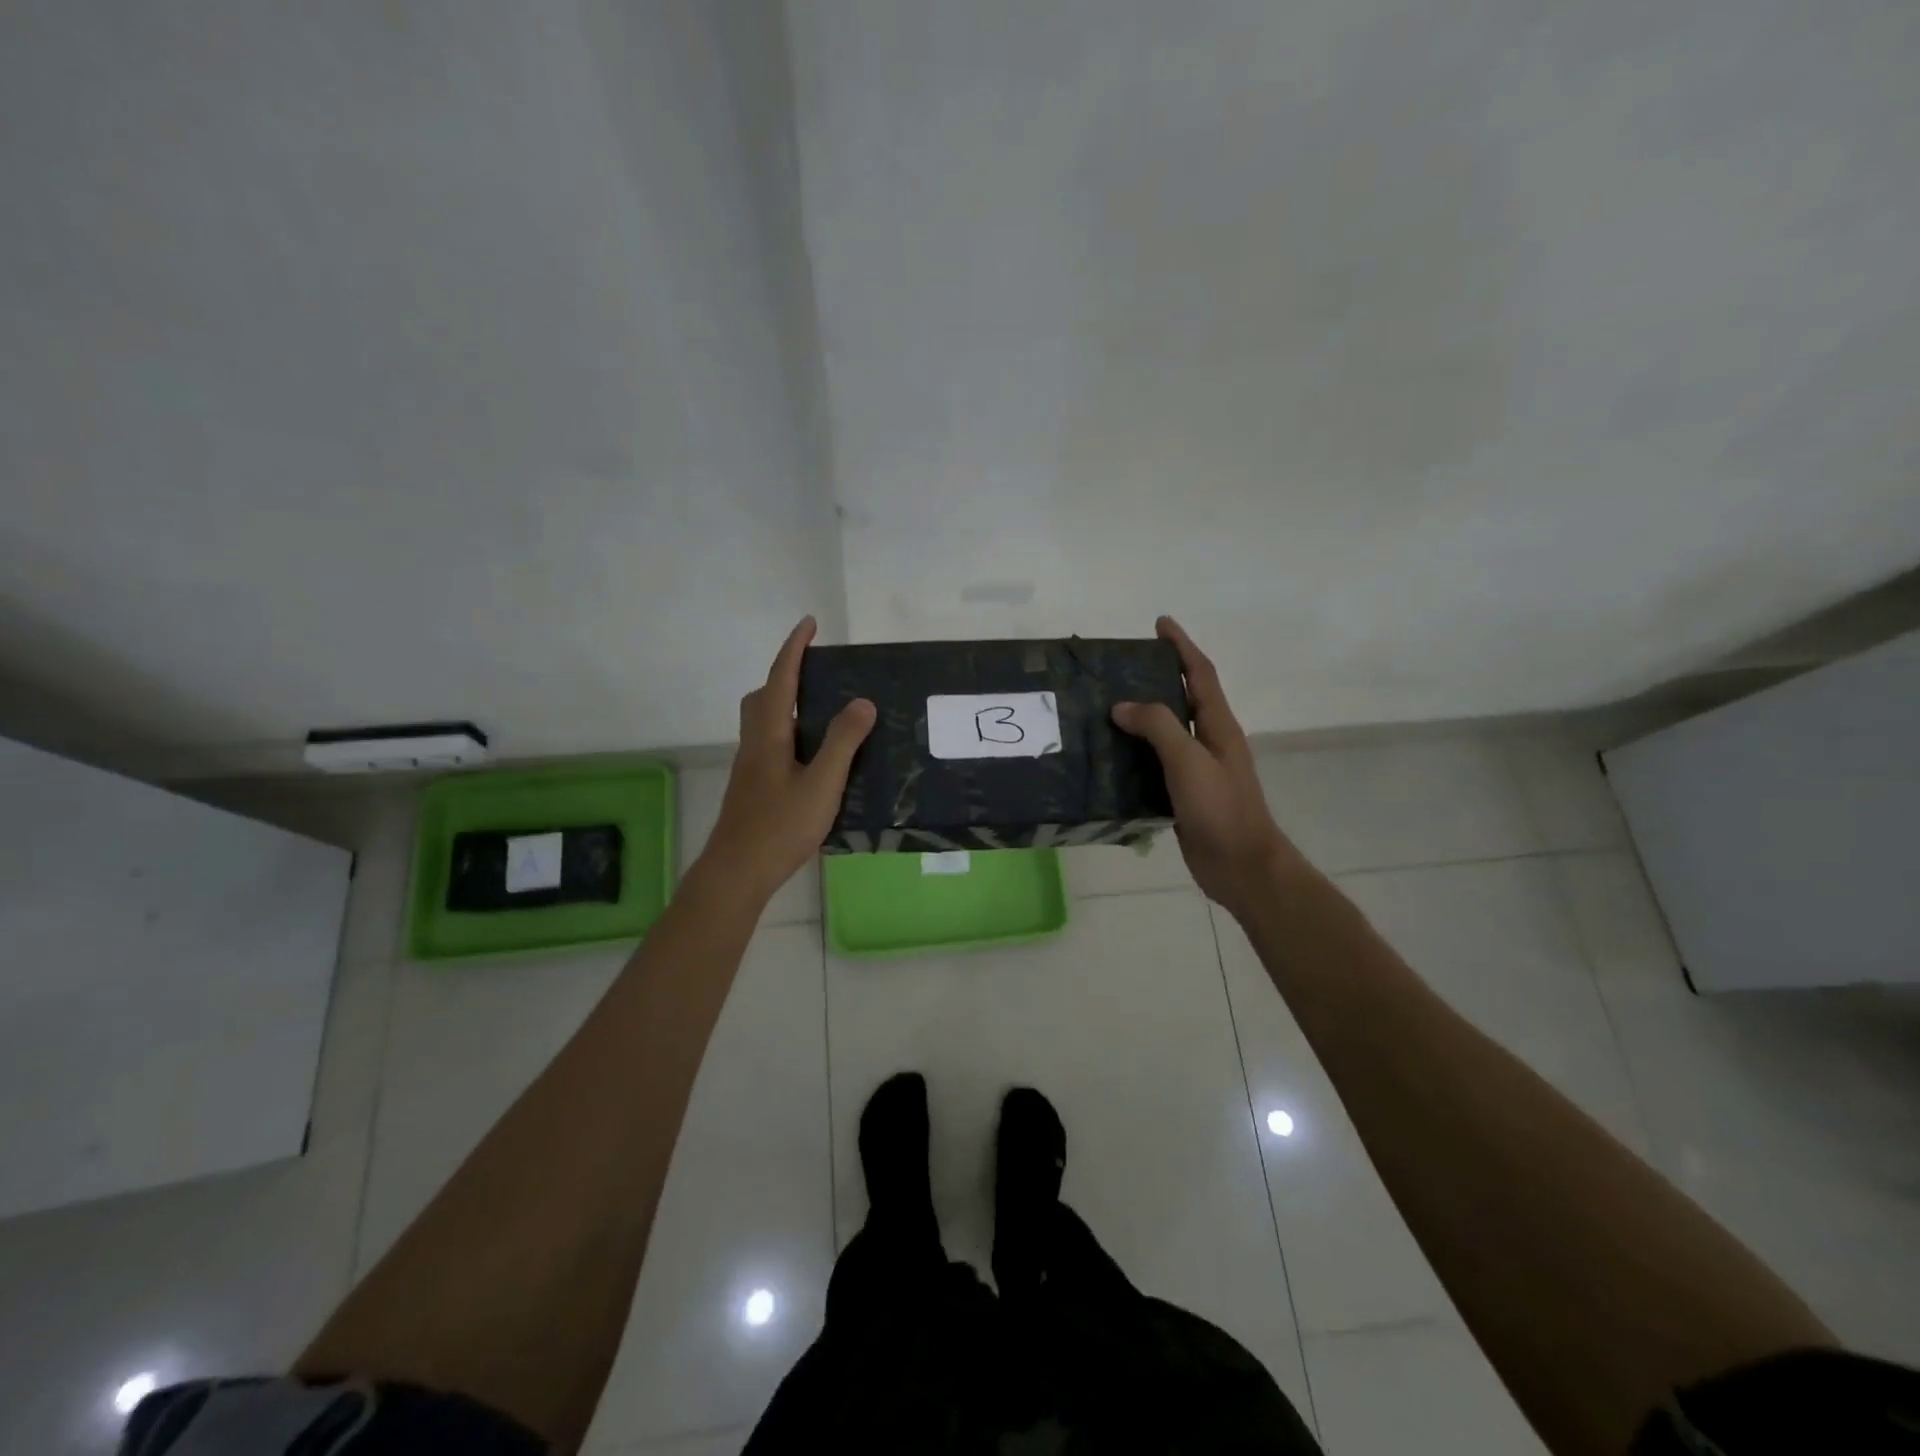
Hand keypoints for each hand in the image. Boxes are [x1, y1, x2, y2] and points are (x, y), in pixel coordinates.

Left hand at [701, 617, 875, 902]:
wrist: (737, 872)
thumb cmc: (780, 826)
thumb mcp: (821, 784)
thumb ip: (842, 742)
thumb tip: (862, 702)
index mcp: (769, 734)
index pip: (781, 679)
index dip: (794, 648)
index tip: (809, 623)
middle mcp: (755, 743)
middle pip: (763, 697)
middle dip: (786, 676)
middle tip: (818, 674)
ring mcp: (751, 767)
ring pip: (764, 722)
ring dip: (787, 705)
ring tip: (824, 714)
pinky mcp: (753, 787)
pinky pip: (770, 744)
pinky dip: (790, 734)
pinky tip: (814, 758)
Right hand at [1111, 617, 1301, 916]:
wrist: (1240, 866)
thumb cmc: (1221, 809)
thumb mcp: (1189, 761)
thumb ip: (1158, 727)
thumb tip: (1121, 706)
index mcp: (1218, 726)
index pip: (1199, 674)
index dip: (1181, 646)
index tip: (1160, 623)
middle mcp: (1209, 742)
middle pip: (1183, 698)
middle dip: (1158, 677)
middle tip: (1121, 666)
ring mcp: (1197, 769)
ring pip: (1167, 731)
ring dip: (1142, 715)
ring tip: (1106, 704)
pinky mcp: (1183, 794)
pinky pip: (1156, 762)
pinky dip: (1136, 751)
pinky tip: (1111, 754)